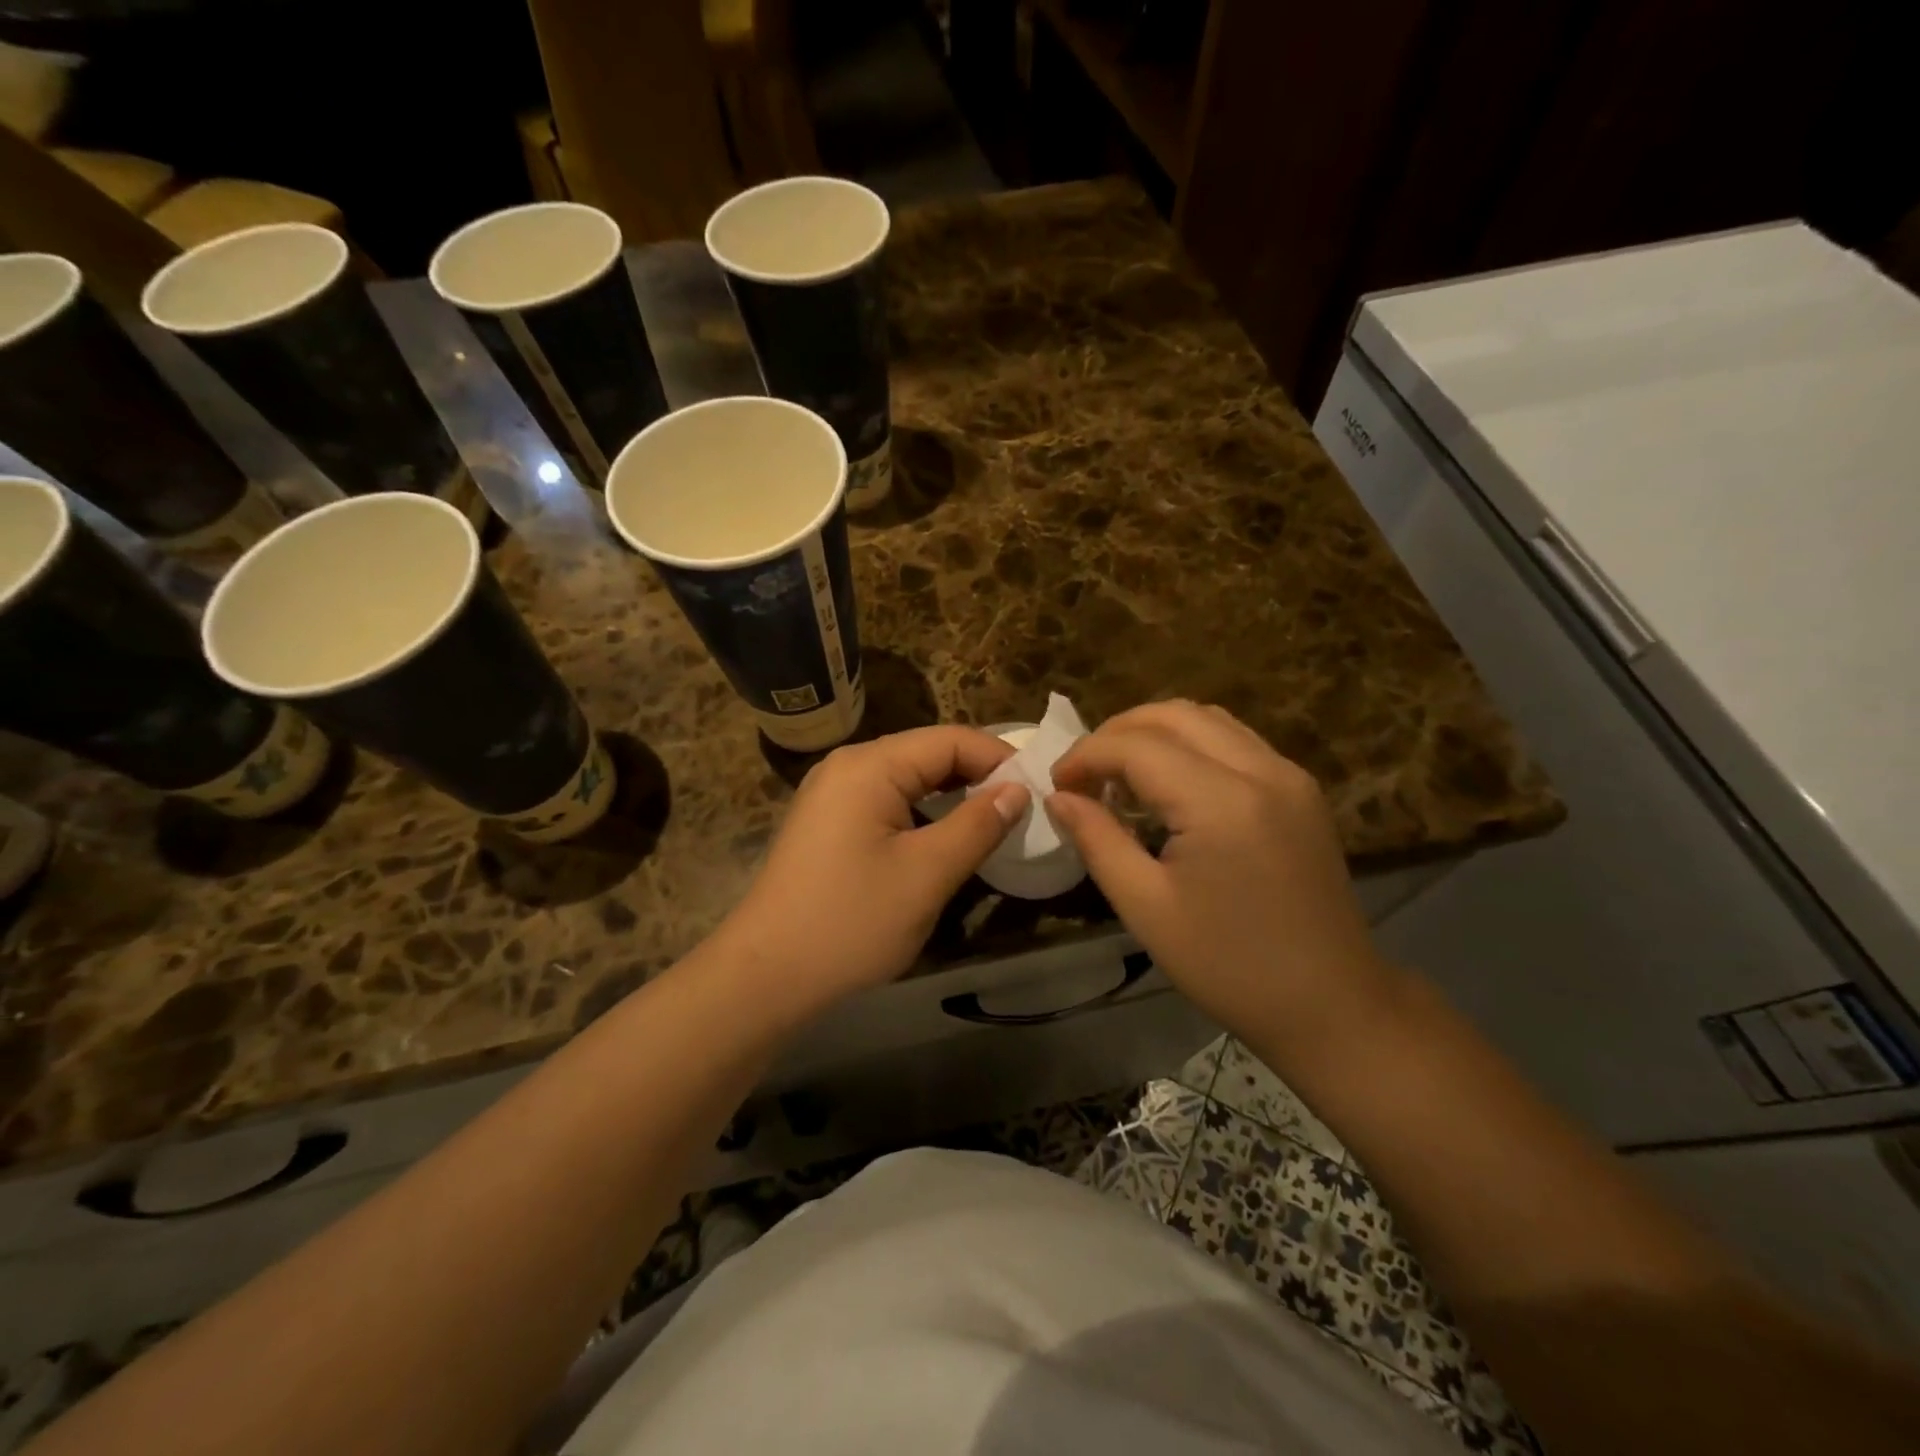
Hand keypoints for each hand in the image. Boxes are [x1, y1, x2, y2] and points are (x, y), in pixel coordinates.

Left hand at [719, 726, 1027, 1008]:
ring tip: (993, 822)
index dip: (998, 758)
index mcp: (869, 766)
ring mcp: (832, 794)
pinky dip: (922, 813)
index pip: (950, 739)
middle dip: (977, 775)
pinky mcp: (828, 823)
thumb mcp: (927, 874)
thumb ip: (978, 824)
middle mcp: (848, 766)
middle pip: (927, 753)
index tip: (1039, 788)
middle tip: (1023, 807)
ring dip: (951, 795)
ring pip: (908, 779)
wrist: (766, 975)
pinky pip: (887, 802)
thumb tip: (1017, 789)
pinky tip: (945, 837)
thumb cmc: (851, 921)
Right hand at [1048, 701, 1393, 1050]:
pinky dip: (1190, 744)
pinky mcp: (1300, 789)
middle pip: (1173, 714)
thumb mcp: (1146, 907)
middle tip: (1083, 774)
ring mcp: (1288, 775)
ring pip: (1207, 718)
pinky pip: (1235, 740)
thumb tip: (1059, 797)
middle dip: (1116, 733)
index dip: (1086, 755)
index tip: (1056, 784)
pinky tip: (1169, 784)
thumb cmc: (1228, 966)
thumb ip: (1097, 840)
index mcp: (1221, 802)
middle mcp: (1261, 770)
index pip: (1136, 746)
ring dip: (1154, 732)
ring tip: (1121, 774)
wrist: (1330, 1003)